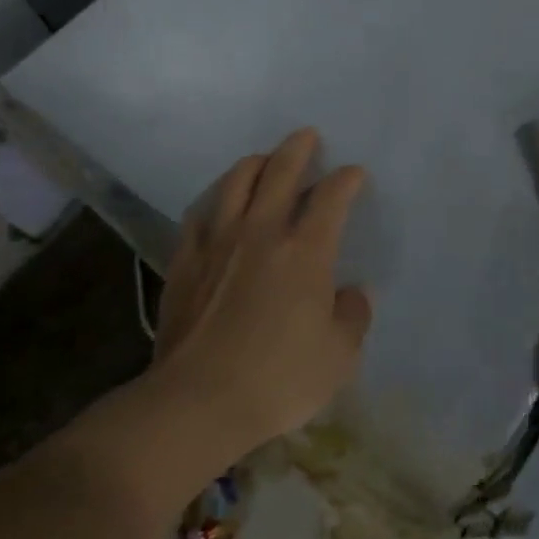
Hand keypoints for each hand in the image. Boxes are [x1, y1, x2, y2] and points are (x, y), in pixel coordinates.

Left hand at [149, 128, 372, 464]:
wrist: (198, 402)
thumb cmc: (280, 378)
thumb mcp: (339, 355)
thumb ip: (353, 317)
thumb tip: (352, 294)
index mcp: (305, 251)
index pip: (331, 198)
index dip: (346, 180)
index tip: (354, 174)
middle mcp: (261, 234)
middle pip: (280, 174)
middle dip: (297, 150)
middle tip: (306, 135)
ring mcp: (217, 245)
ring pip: (235, 185)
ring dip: (254, 164)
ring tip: (263, 160)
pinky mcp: (184, 263)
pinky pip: (199, 216)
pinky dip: (214, 200)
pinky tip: (217, 204)